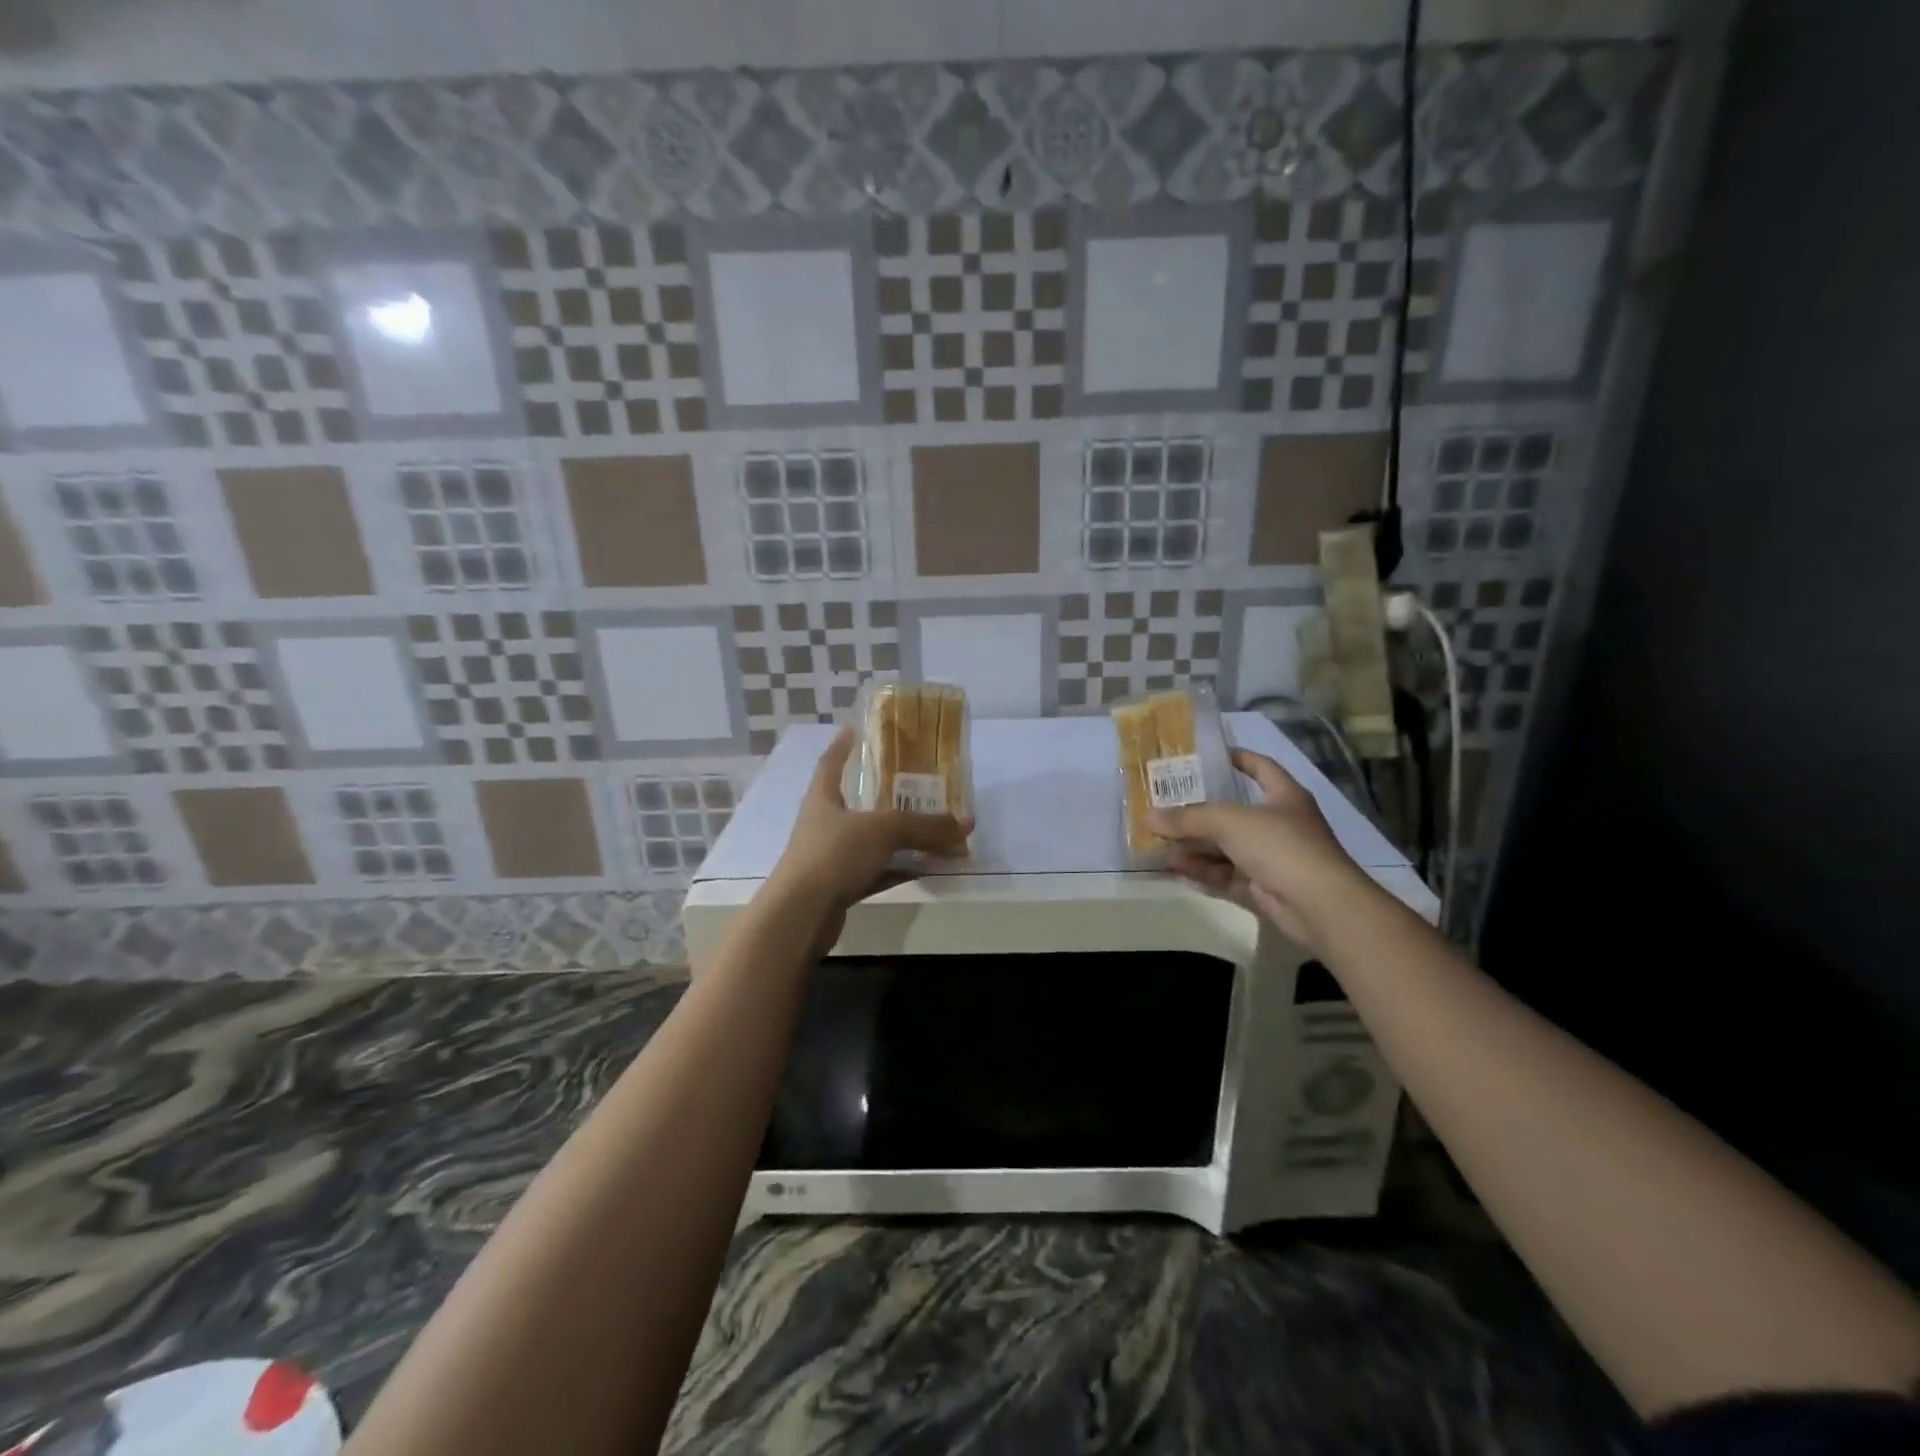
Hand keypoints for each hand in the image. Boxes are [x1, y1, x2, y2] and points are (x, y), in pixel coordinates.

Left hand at [766, 726, 971, 932]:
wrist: (800, 915)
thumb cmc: (833, 855)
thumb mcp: (882, 830)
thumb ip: (923, 826)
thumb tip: (966, 824)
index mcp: (823, 799)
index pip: (830, 763)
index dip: (842, 746)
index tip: (854, 729)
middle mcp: (824, 825)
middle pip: (858, 804)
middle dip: (886, 796)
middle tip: (916, 783)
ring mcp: (831, 858)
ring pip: (873, 841)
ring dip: (901, 838)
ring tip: (933, 830)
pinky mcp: (840, 888)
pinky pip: (877, 872)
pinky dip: (900, 868)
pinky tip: (926, 868)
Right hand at [1148, 748, 1366, 951]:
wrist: (1319, 905)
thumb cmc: (1280, 845)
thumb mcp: (1229, 821)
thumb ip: (1188, 818)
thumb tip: (1148, 817)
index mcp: (1283, 795)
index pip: (1260, 767)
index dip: (1237, 758)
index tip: (1207, 756)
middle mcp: (1278, 823)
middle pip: (1232, 812)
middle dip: (1198, 811)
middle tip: (1163, 805)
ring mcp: (1271, 857)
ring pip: (1225, 846)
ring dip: (1194, 844)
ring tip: (1158, 842)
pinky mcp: (1262, 886)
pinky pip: (1225, 874)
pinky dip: (1202, 870)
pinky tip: (1174, 867)